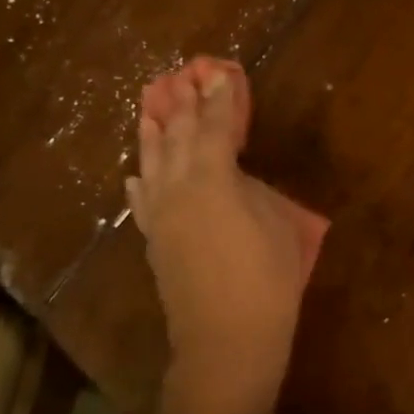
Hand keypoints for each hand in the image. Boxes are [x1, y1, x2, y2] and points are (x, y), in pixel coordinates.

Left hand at [126, 68, 306, 413]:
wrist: (227, 340)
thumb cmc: (267, 280)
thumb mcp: (278, 225)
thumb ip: (253, 190)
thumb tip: (236, 177)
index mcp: (213, 178)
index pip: (216, 127)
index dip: (220, 98)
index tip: (220, 73)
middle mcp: (177, 188)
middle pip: (178, 136)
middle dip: (183, 105)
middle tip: (183, 77)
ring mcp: (160, 215)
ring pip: (151, 163)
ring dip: (153, 132)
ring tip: (150, 107)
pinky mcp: (153, 241)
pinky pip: (141, 202)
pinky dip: (139, 183)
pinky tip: (135, 174)